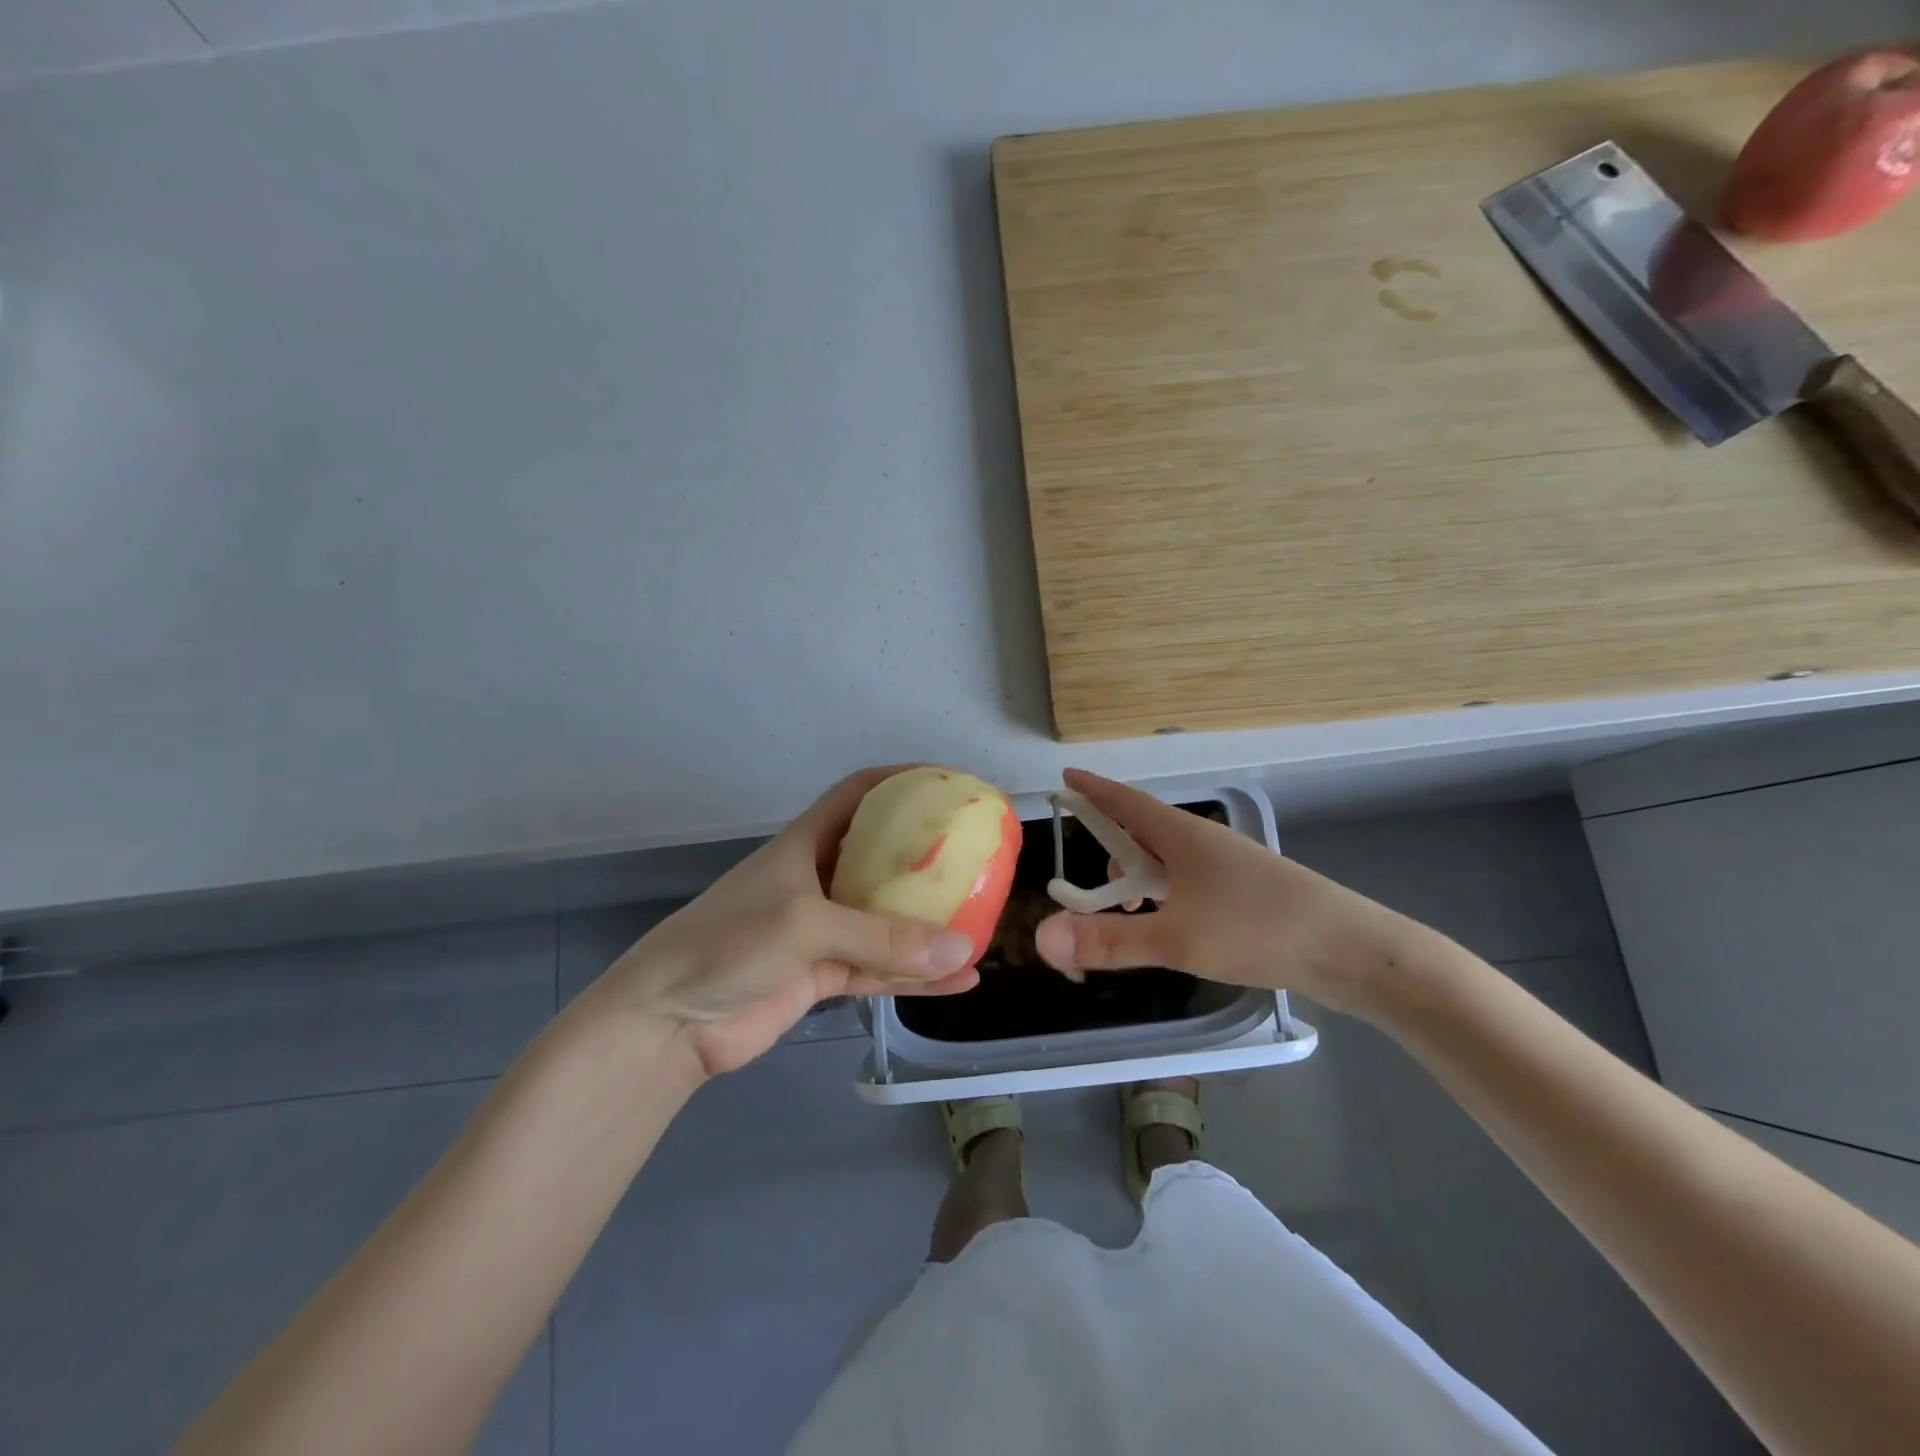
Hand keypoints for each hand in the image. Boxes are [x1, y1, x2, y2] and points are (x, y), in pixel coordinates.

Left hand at [587, 768, 981, 1078]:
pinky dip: (918, 975)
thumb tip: (963, 947)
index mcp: (806, 844)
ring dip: (928, 922)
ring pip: (887, 918)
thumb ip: (883, 937)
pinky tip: (961, 979)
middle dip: (926, 855)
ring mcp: (823, 931)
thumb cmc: (728, 944)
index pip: (857, 795)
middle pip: (881, 857)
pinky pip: (882, 969)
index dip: (899, 781)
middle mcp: (818, 880)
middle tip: (978, 855)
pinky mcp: (824, 975)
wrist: (668, 1023)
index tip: (948, 784)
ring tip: (980, 919)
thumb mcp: (805, 925)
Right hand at [1033, 769, 1435, 1017]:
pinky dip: (1166, 895)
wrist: (1355, 952)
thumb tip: (1043, 938)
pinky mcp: (1247, 893)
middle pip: (1143, 832)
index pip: (1125, 801)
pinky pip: (1189, 881)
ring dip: (1140, 878)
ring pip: (1168, 861)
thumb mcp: (1176, 938)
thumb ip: (1109, 939)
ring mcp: (1229, 866)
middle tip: (1093, 891)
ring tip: (1131, 915)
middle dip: (1111, 851)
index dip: (1093, 790)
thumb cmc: (1259, 930)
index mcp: (1182, 835)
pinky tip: (1172, 926)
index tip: (1065, 779)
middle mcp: (1204, 842)